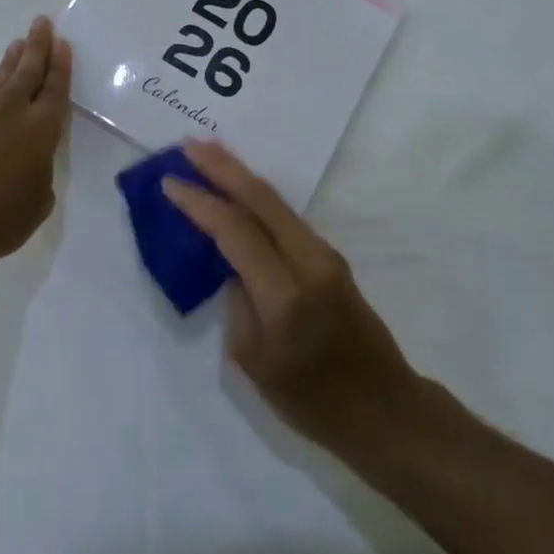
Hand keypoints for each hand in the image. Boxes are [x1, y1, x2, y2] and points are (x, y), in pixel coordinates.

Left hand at [0, 16, 71, 265]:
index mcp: (41, 128)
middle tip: (41, 22)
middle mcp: (10, 111)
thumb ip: (38, 172)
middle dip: (37, 45)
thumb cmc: (0, 220)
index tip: (62, 42)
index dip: (61, 64)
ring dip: (9, 62)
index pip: (55, 87)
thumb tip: (26, 162)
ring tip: (16, 45)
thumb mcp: (38, 200)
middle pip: (27, 70)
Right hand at [162, 141, 421, 452]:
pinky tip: (239, 191)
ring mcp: (324, 254)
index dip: (199, 203)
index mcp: (284, 294)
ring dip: (241, 175)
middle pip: (260, 198)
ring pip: (276, 202)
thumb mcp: (254, 362)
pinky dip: (257, 198)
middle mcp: (308, 261)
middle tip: (189, 145)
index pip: (235, 230)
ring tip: (209, 156)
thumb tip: (232, 265)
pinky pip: (286, 217)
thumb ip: (237, 303)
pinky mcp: (330, 257)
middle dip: (222, 167)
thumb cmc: (312, 401)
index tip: (169, 182)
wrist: (384, 408)